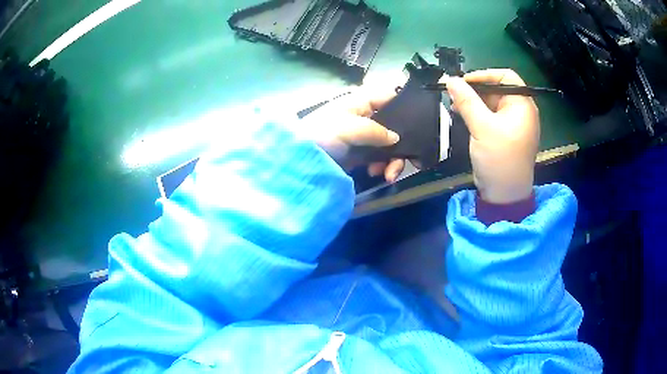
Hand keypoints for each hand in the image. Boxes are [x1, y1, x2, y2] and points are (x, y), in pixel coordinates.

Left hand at [299, 86, 406, 182]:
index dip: (405, 104)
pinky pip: (378, 158)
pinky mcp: (358, 155)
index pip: (388, 96)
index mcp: (361, 102)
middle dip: (402, 143)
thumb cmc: (322, 134)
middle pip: (394, 125)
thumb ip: (376, 130)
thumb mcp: (349, 127)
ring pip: (389, 145)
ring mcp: (362, 137)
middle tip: (413, 161)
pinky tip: (377, 174)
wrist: (298, 159)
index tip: (421, 121)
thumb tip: (396, 138)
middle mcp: (365, 117)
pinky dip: (381, 167)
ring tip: (388, 175)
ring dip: (393, 160)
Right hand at [445, 69, 539, 203]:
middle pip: (497, 88)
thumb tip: (450, 79)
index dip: (484, 75)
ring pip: (491, 102)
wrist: (504, 194)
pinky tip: (461, 115)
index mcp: (522, 105)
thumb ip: (467, 101)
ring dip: (473, 102)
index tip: (463, 81)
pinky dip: (476, 113)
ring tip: (454, 106)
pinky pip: (489, 115)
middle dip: (475, 89)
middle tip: (454, 94)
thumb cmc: (500, 159)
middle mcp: (520, 111)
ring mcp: (512, 123)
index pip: (505, 77)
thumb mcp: (482, 127)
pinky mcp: (503, 133)